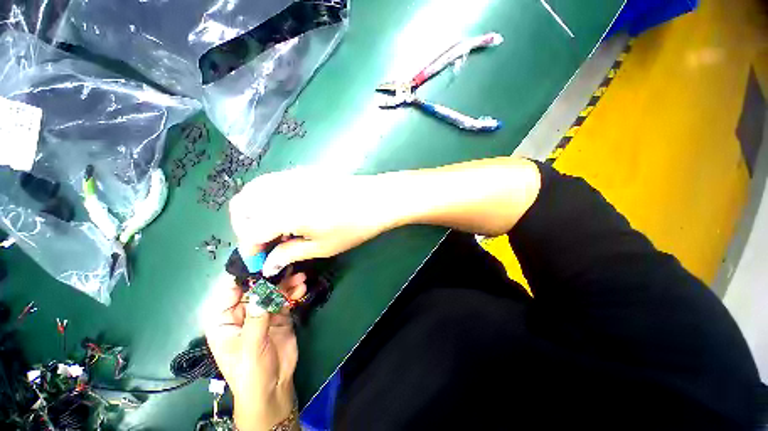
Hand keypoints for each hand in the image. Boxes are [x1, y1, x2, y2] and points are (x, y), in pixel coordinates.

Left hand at [205, 269, 306, 430]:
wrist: (274, 386)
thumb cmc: (250, 371)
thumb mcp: (250, 345)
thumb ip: (256, 317)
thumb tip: (262, 289)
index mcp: (224, 319)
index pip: (230, 290)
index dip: (244, 274)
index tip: (261, 259)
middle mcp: (242, 311)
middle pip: (256, 287)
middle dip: (271, 277)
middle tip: (288, 265)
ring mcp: (262, 312)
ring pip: (273, 291)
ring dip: (286, 283)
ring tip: (300, 276)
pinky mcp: (279, 315)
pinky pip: (285, 299)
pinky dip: (293, 292)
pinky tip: (302, 287)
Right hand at [230, 169, 395, 276]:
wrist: (377, 199)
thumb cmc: (353, 226)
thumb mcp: (323, 247)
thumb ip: (290, 254)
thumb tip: (269, 265)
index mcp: (285, 213)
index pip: (250, 231)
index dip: (250, 249)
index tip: (259, 260)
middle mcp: (282, 190)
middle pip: (242, 205)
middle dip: (245, 227)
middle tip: (263, 243)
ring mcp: (291, 176)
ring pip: (253, 190)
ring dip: (253, 210)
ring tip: (273, 228)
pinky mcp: (301, 171)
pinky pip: (271, 182)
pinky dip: (266, 197)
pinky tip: (284, 210)